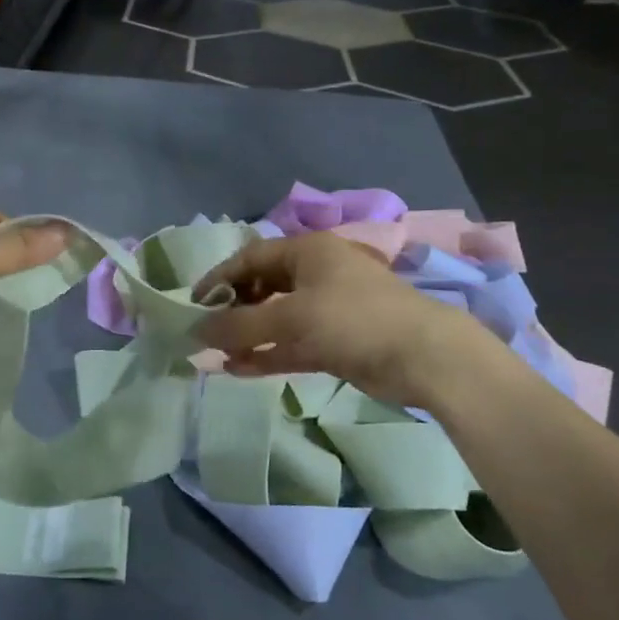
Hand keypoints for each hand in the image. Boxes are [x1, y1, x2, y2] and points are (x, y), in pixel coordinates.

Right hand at [193, 232, 494, 409]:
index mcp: (308, 251)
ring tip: (216, 354)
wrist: (425, 357)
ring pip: (276, 317)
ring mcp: (328, 308)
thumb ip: (239, 325)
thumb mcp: (290, 318)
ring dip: (247, 334)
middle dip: (233, 308)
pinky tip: (238, 369)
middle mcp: (317, 273)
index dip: (219, 277)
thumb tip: (195, 332)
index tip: (193, 302)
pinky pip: (292, 342)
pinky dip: (267, 353)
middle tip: (206, 329)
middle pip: (263, 285)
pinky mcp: (337, 340)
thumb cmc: (354, 320)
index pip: (251, 257)